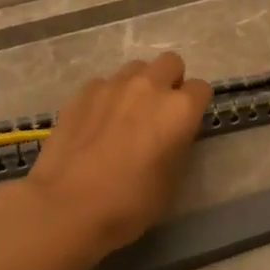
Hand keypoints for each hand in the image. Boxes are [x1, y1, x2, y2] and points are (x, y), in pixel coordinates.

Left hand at [26, 51, 212, 254]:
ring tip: (127, 114)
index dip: (196, 106)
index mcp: (179, 109)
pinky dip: (107, 97)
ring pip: (136, 68)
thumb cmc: (130, 203)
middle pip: (170, 63)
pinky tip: (96, 123)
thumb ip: (178, 146)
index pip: (201, 89)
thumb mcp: (171, 181)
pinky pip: (104, 84)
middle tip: (160, 112)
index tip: (186, 124)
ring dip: (139, 85)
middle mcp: (149, 86)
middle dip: (171, 82)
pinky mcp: (82, 92)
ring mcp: (112, 85)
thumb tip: (171, 135)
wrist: (68, 206)